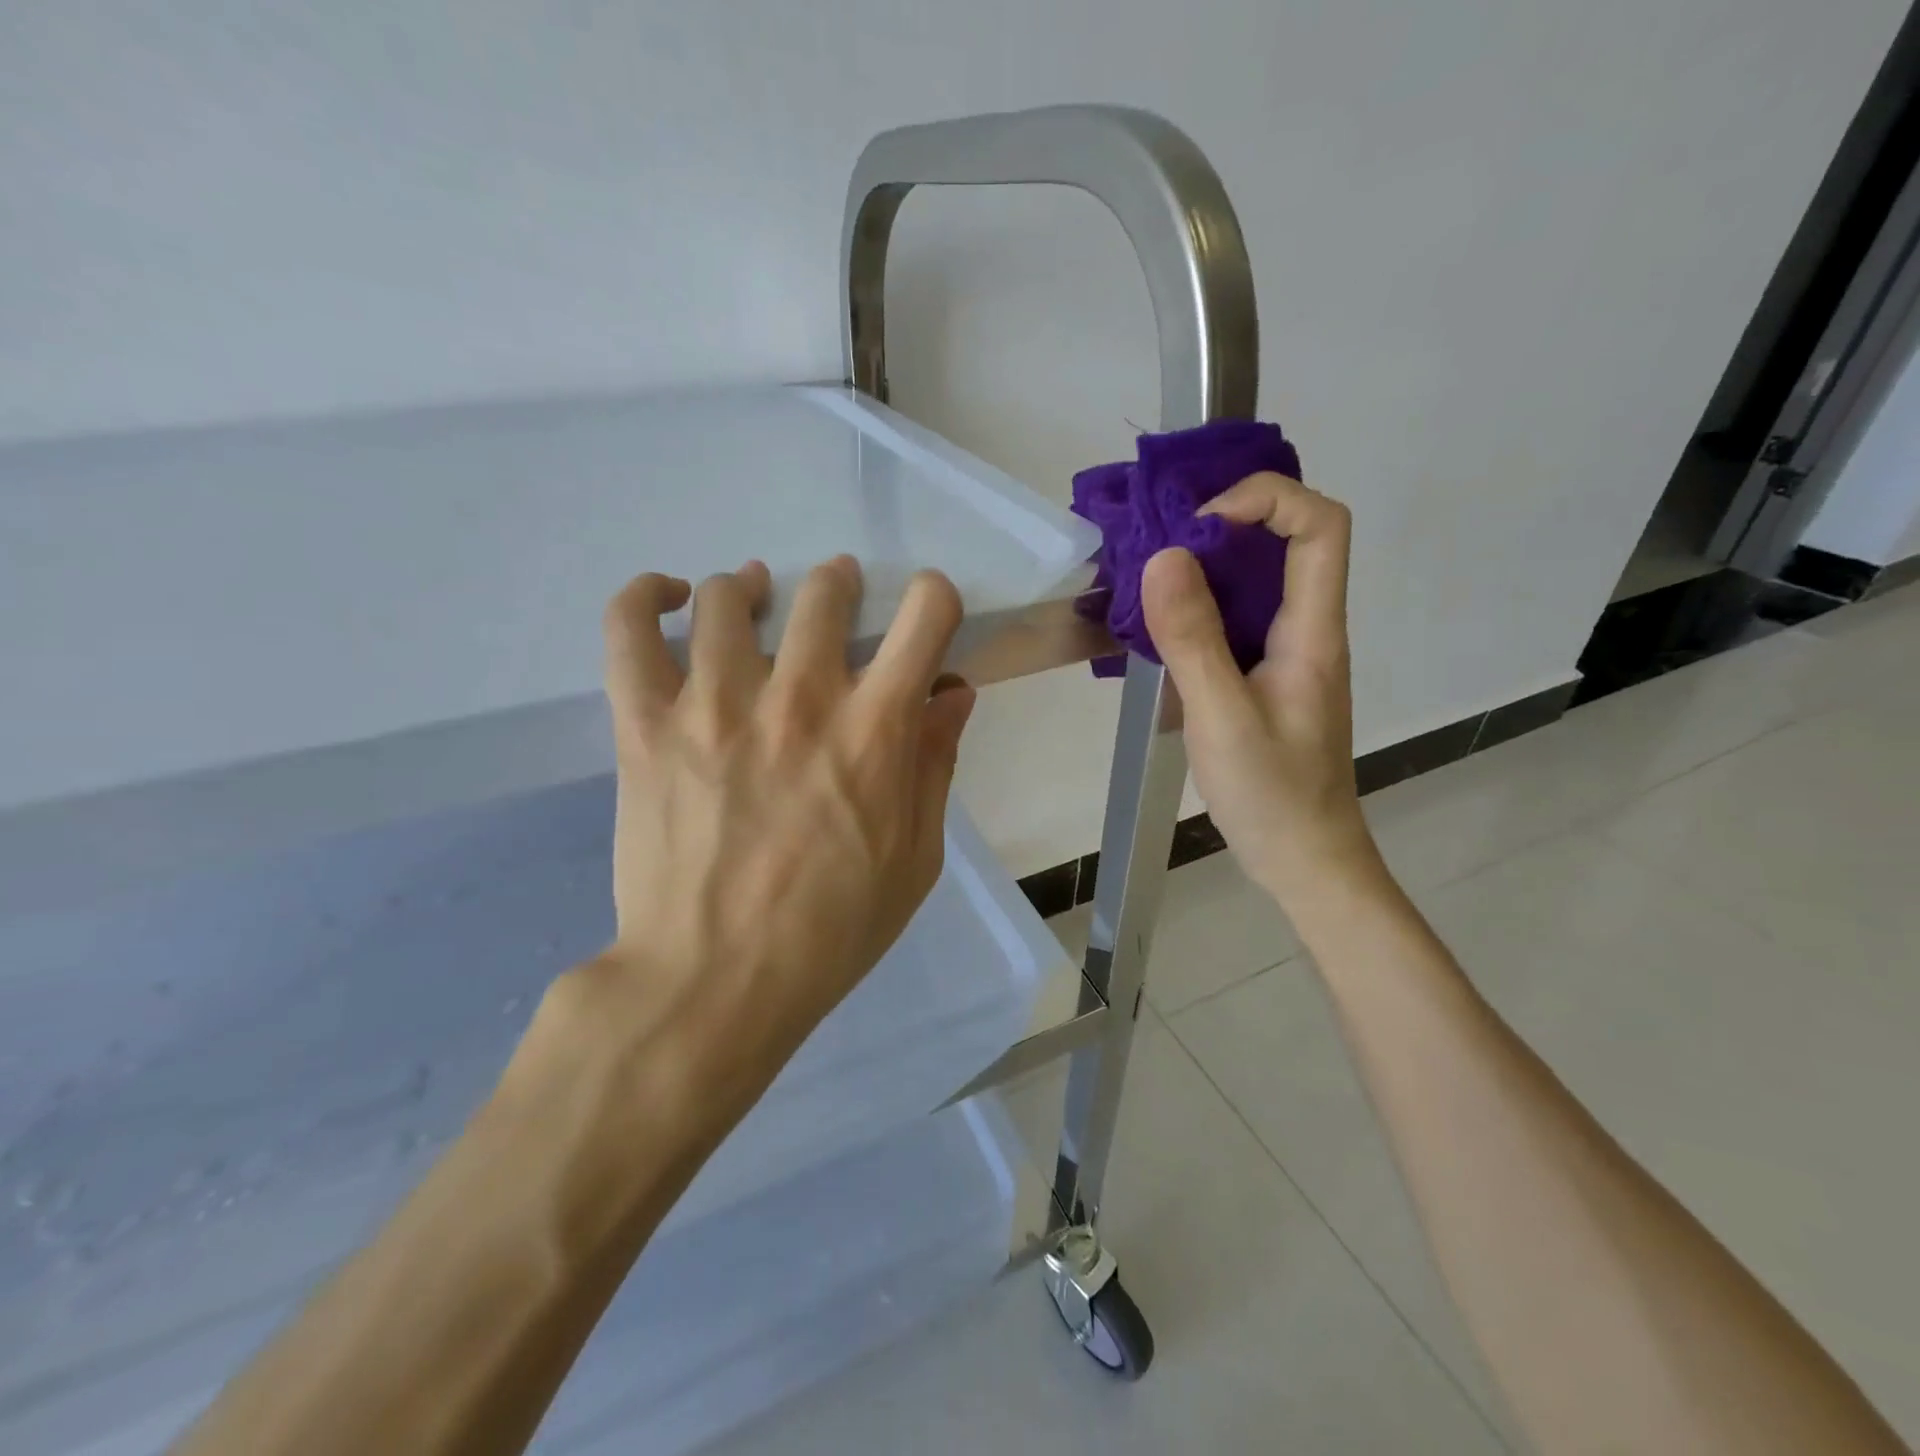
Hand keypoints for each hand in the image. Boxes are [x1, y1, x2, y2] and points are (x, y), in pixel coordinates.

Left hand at [562, 557, 975, 1124]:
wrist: (714, 981)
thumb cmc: (832, 929)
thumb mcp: (916, 859)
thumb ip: (935, 765)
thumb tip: (953, 695)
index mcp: (875, 729)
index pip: (927, 616)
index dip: (936, 599)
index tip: (926, 618)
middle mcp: (800, 697)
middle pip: (825, 591)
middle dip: (841, 583)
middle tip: (837, 597)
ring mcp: (714, 705)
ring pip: (727, 598)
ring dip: (750, 588)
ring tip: (751, 597)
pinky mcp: (645, 725)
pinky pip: (628, 631)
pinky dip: (643, 597)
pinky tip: (665, 597)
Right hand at [1141, 473, 1378, 906]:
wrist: (1303, 857)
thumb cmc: (1271, 793)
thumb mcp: (1222, 716)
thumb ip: (1193, 639)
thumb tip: (1164, 557)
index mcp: (1313, 630)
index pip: (1320, 525)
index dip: (1266, 501)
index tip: (1200, 527)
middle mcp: (1307, 630)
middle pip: (1287, 543)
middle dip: (1224, 528)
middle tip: (1159, 549)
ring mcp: (1286, 655)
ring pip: (1257, 583)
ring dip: (1205, 569)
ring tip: (1148, 584)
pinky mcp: (1263, 677)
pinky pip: (1236, 621)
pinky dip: (1198, 610)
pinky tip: (1159, 632)